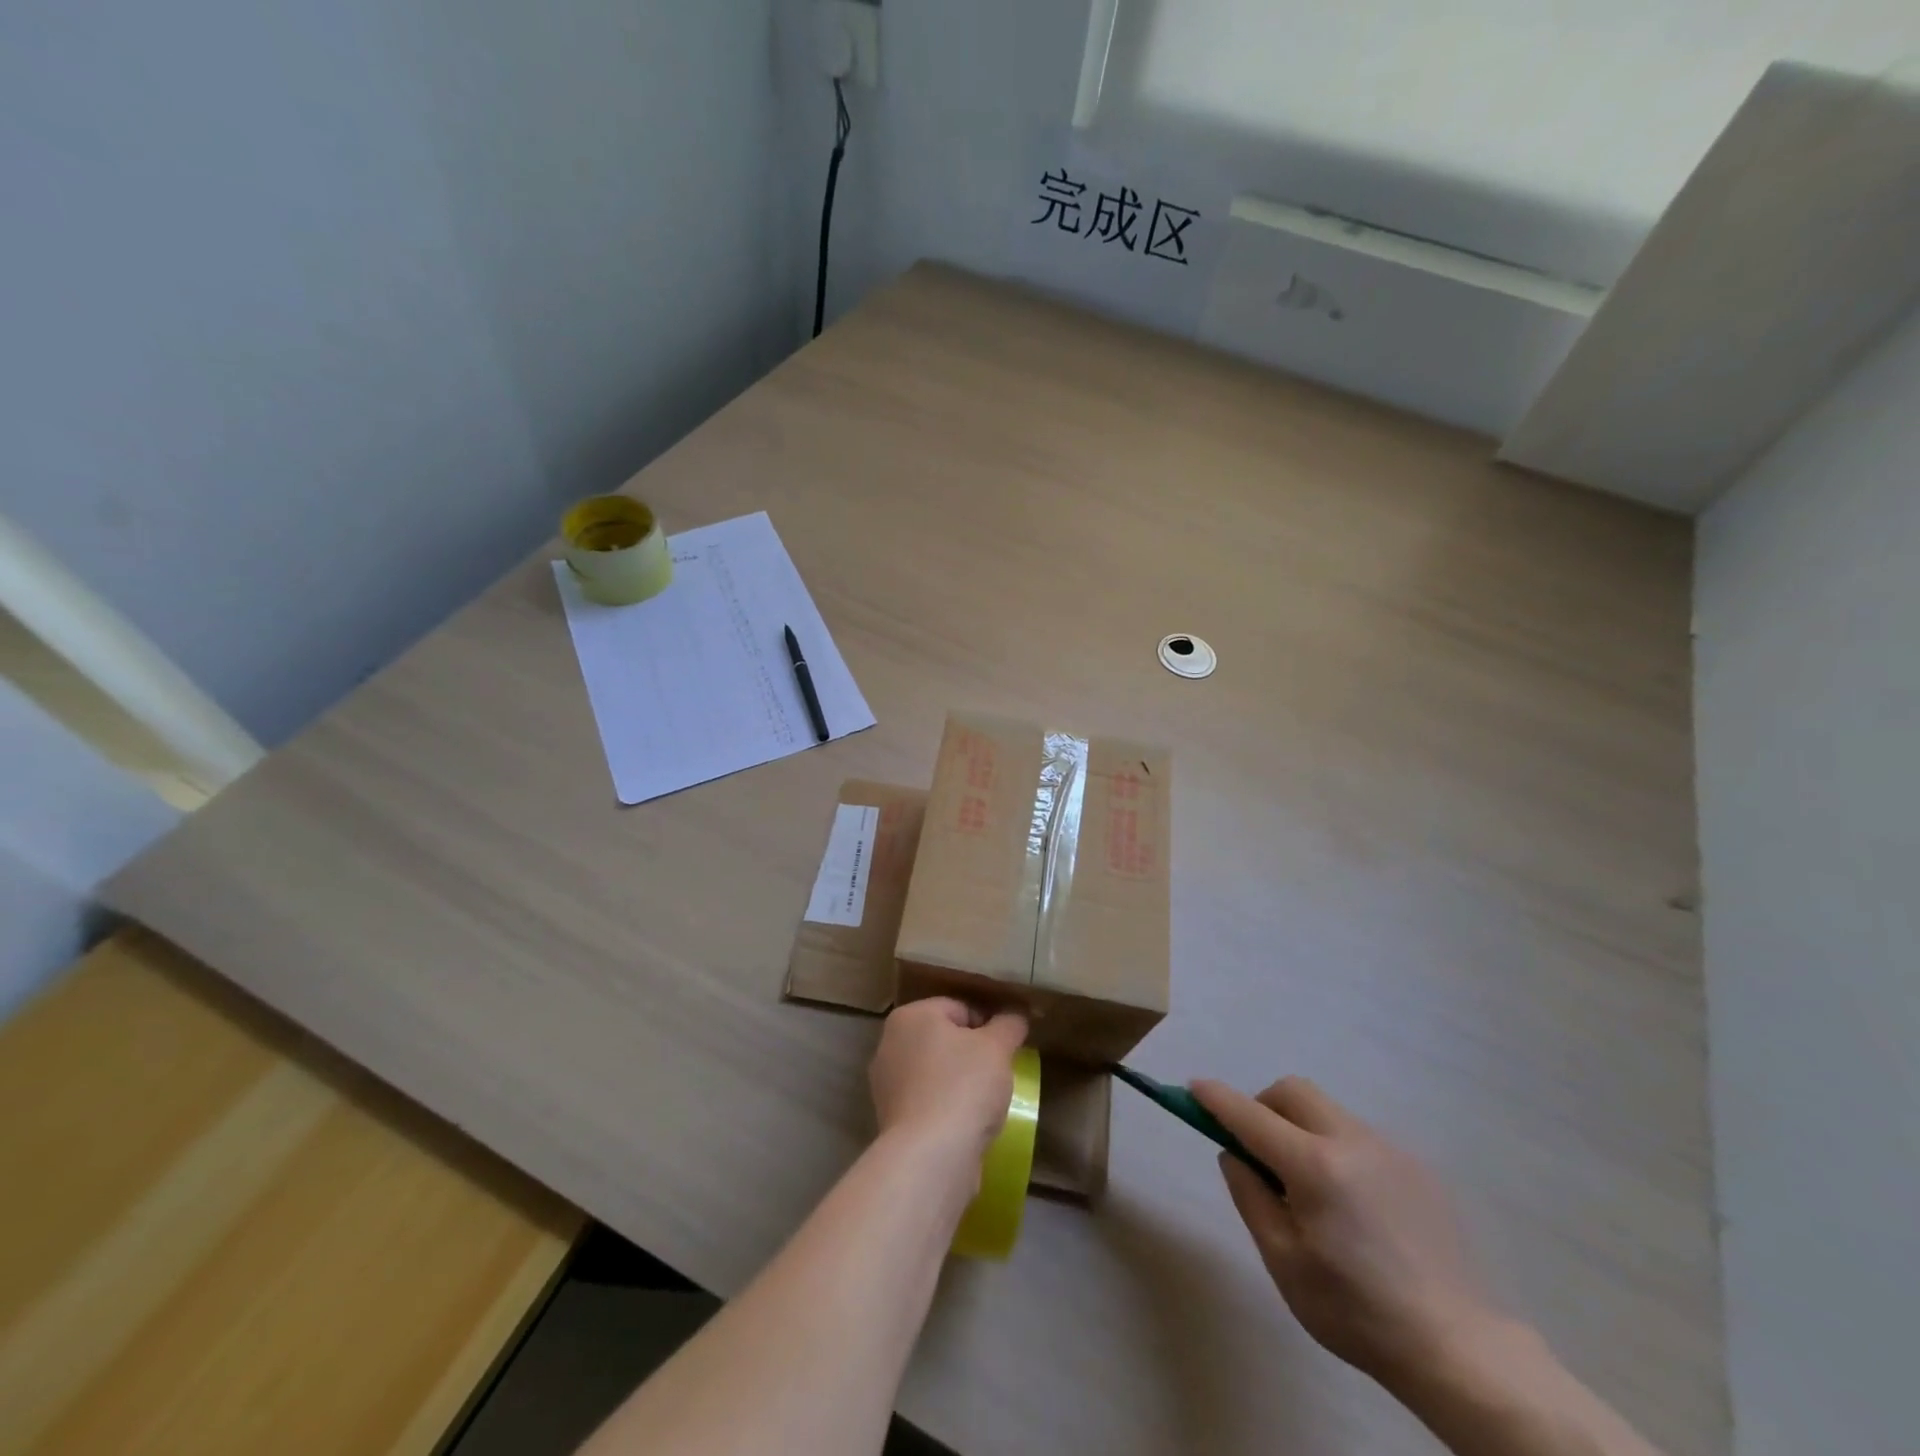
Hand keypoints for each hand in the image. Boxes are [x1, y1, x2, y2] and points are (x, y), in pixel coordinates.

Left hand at [869, 998, 1027, 1160]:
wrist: (931, 1156)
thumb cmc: (963, 1086)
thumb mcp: (997, 1048)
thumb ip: (1008, 1025)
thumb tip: (1016, 1015)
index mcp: (911, 1016)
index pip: (959, 1008)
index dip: (989, 1025)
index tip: (1007, 1048)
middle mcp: (890, 1043)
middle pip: (944, 1039)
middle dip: (972, 1053)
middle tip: (999, 1072)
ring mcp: (886, 1084)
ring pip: (935, 1072)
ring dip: (959, 1082)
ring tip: (985, 1101)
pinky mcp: (891, 1120)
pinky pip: (928, 1102)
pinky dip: (946, 1108)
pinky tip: (966, 1123)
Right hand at [1193, 1076, 1497, 1391]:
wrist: (1461, 1350)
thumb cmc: (1358, 1312)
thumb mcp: (1284, 1263)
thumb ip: (1250, 1197)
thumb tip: (1234, 1154)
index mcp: (1315, 1167)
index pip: (1249, 1115)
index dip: (1216, 1099)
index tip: (1193, 1088)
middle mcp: (1351, 1141)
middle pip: (1292, 1092)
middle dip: (1264, 1106)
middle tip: (1259, 1151)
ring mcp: (1389, 1149)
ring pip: (1327, 1112)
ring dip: (1301, 1128)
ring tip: (1310, 1189)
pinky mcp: (1417, 1166)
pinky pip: (1358, 1137)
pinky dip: (1336, 1149)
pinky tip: (1353, 1206)